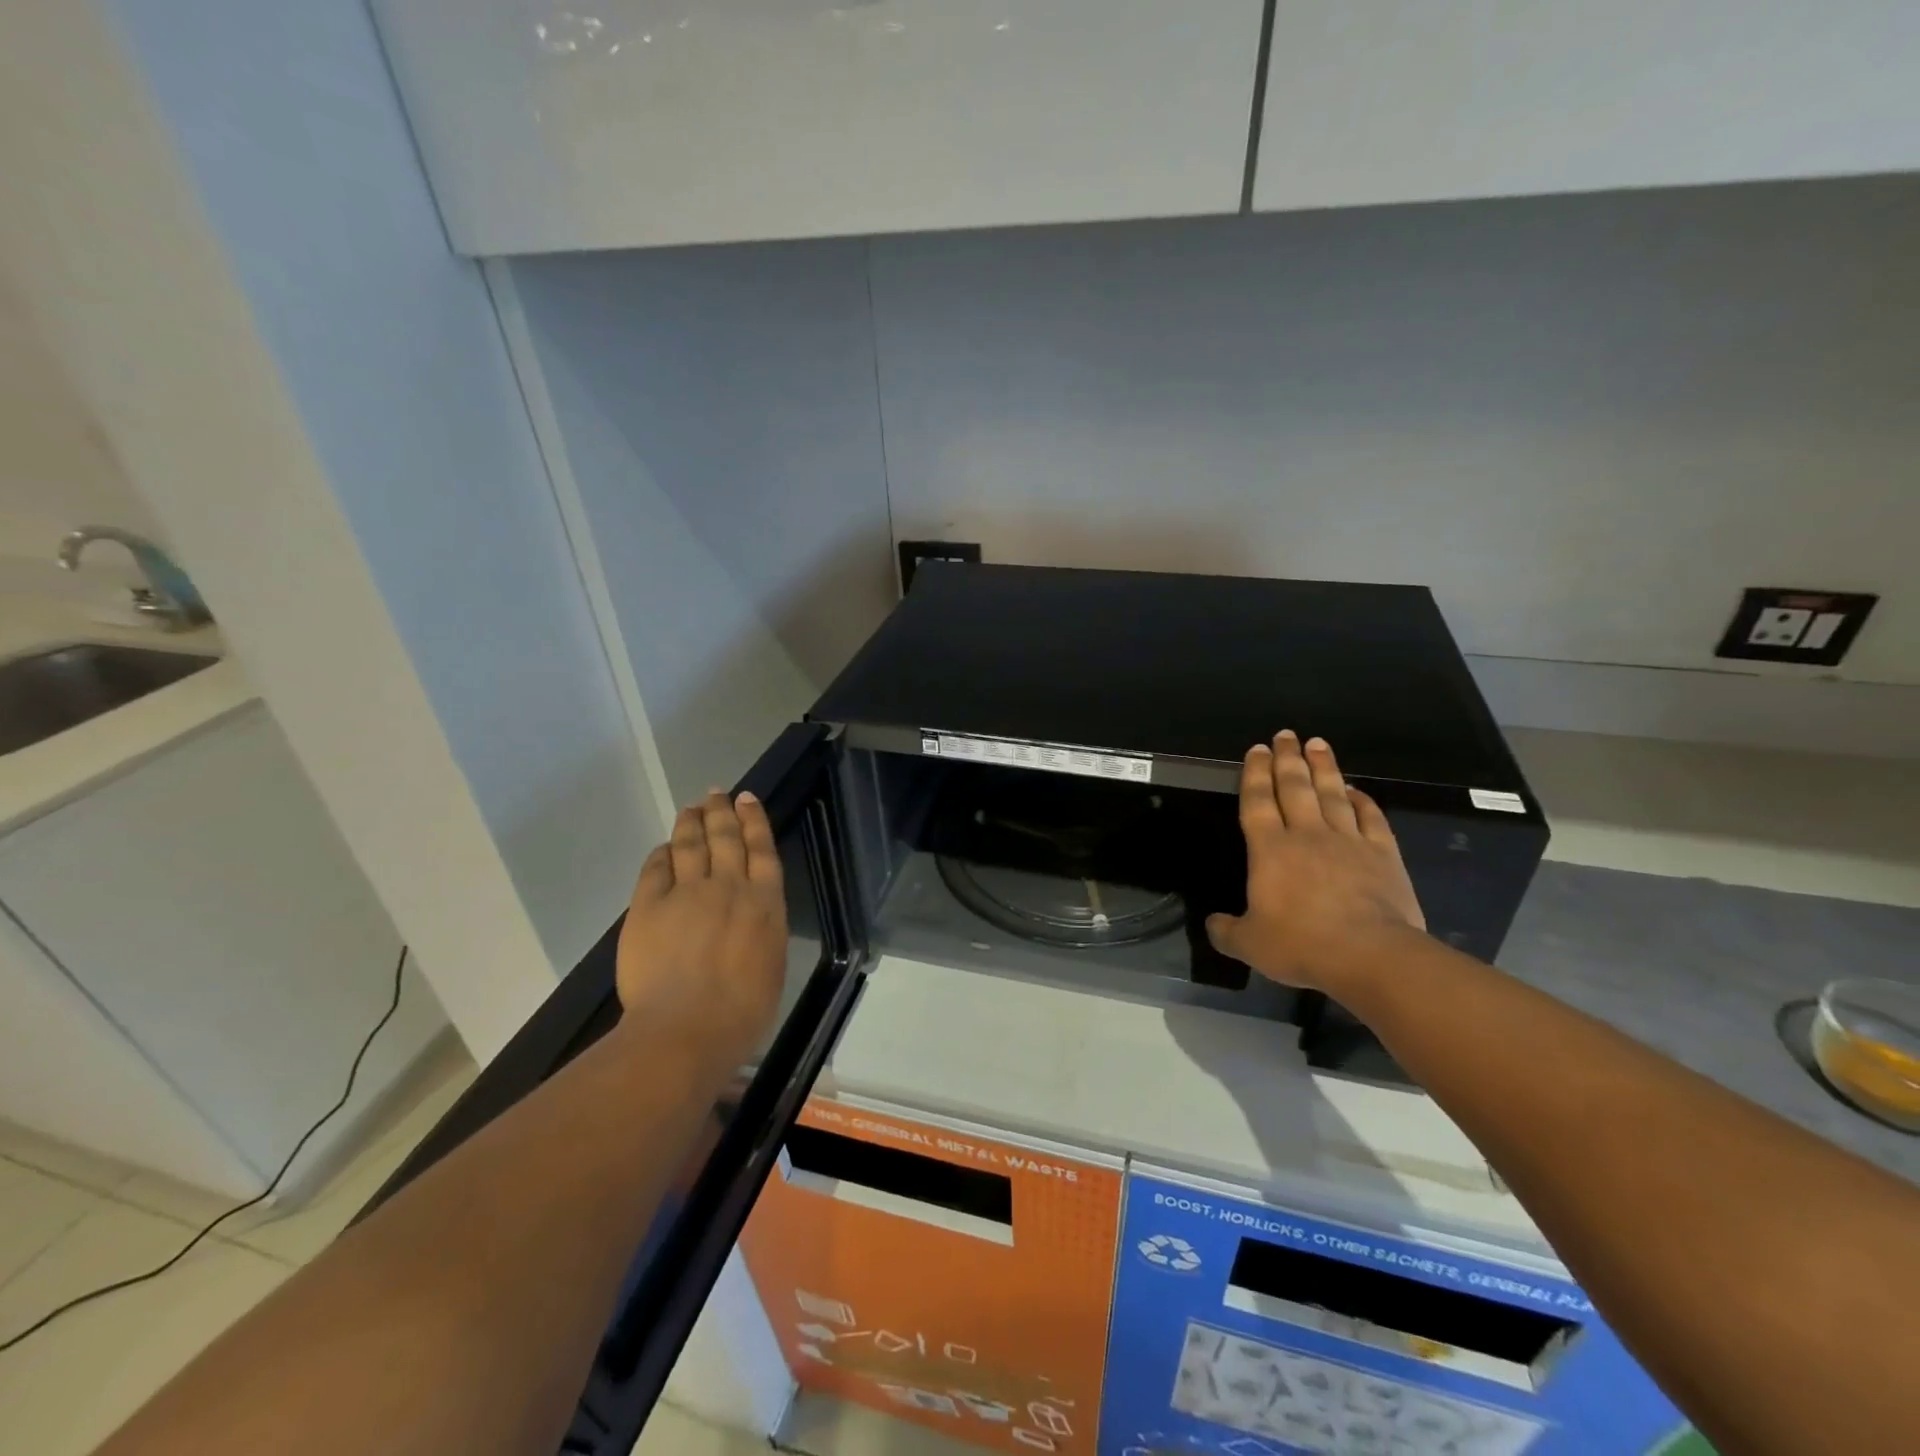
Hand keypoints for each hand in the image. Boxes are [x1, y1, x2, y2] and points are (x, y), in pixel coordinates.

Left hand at [615, 790, 788, 1070]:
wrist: (686, 1030)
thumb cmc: (742, 1012)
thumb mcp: (771, 965)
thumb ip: (762, 930)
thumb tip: (751, 915)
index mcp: (764, 903)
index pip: (761, 849)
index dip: (754, 820)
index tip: (747, 798)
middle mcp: (728, 887)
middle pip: (725, 838)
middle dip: (721, 812)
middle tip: (717, 793)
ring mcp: (686, 894)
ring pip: (690, 845)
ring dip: (691, 823)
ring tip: (692, 808)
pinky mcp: (648, 907)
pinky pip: (655, 869)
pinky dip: (661, 854)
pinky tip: (663, 848)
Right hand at [1206, 731, 1425, 992]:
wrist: (1370, 955)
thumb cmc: (1302, 945)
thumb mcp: (1250, 945)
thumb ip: (1227, 931)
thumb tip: (1212, 924)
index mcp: (1270, 849)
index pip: (1258, 801)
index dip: (1255, 773)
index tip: (1257, 749)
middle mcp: (1307, 834)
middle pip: (1295, 787)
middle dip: (1288, 758)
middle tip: (1286, 734)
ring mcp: (1348, 841)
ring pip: (1333, 793)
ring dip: (1324, 767)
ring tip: (1318, 743)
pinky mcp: (1383, 854)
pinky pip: (1371, 817)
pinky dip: (1362, 800)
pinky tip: (1356, 790)